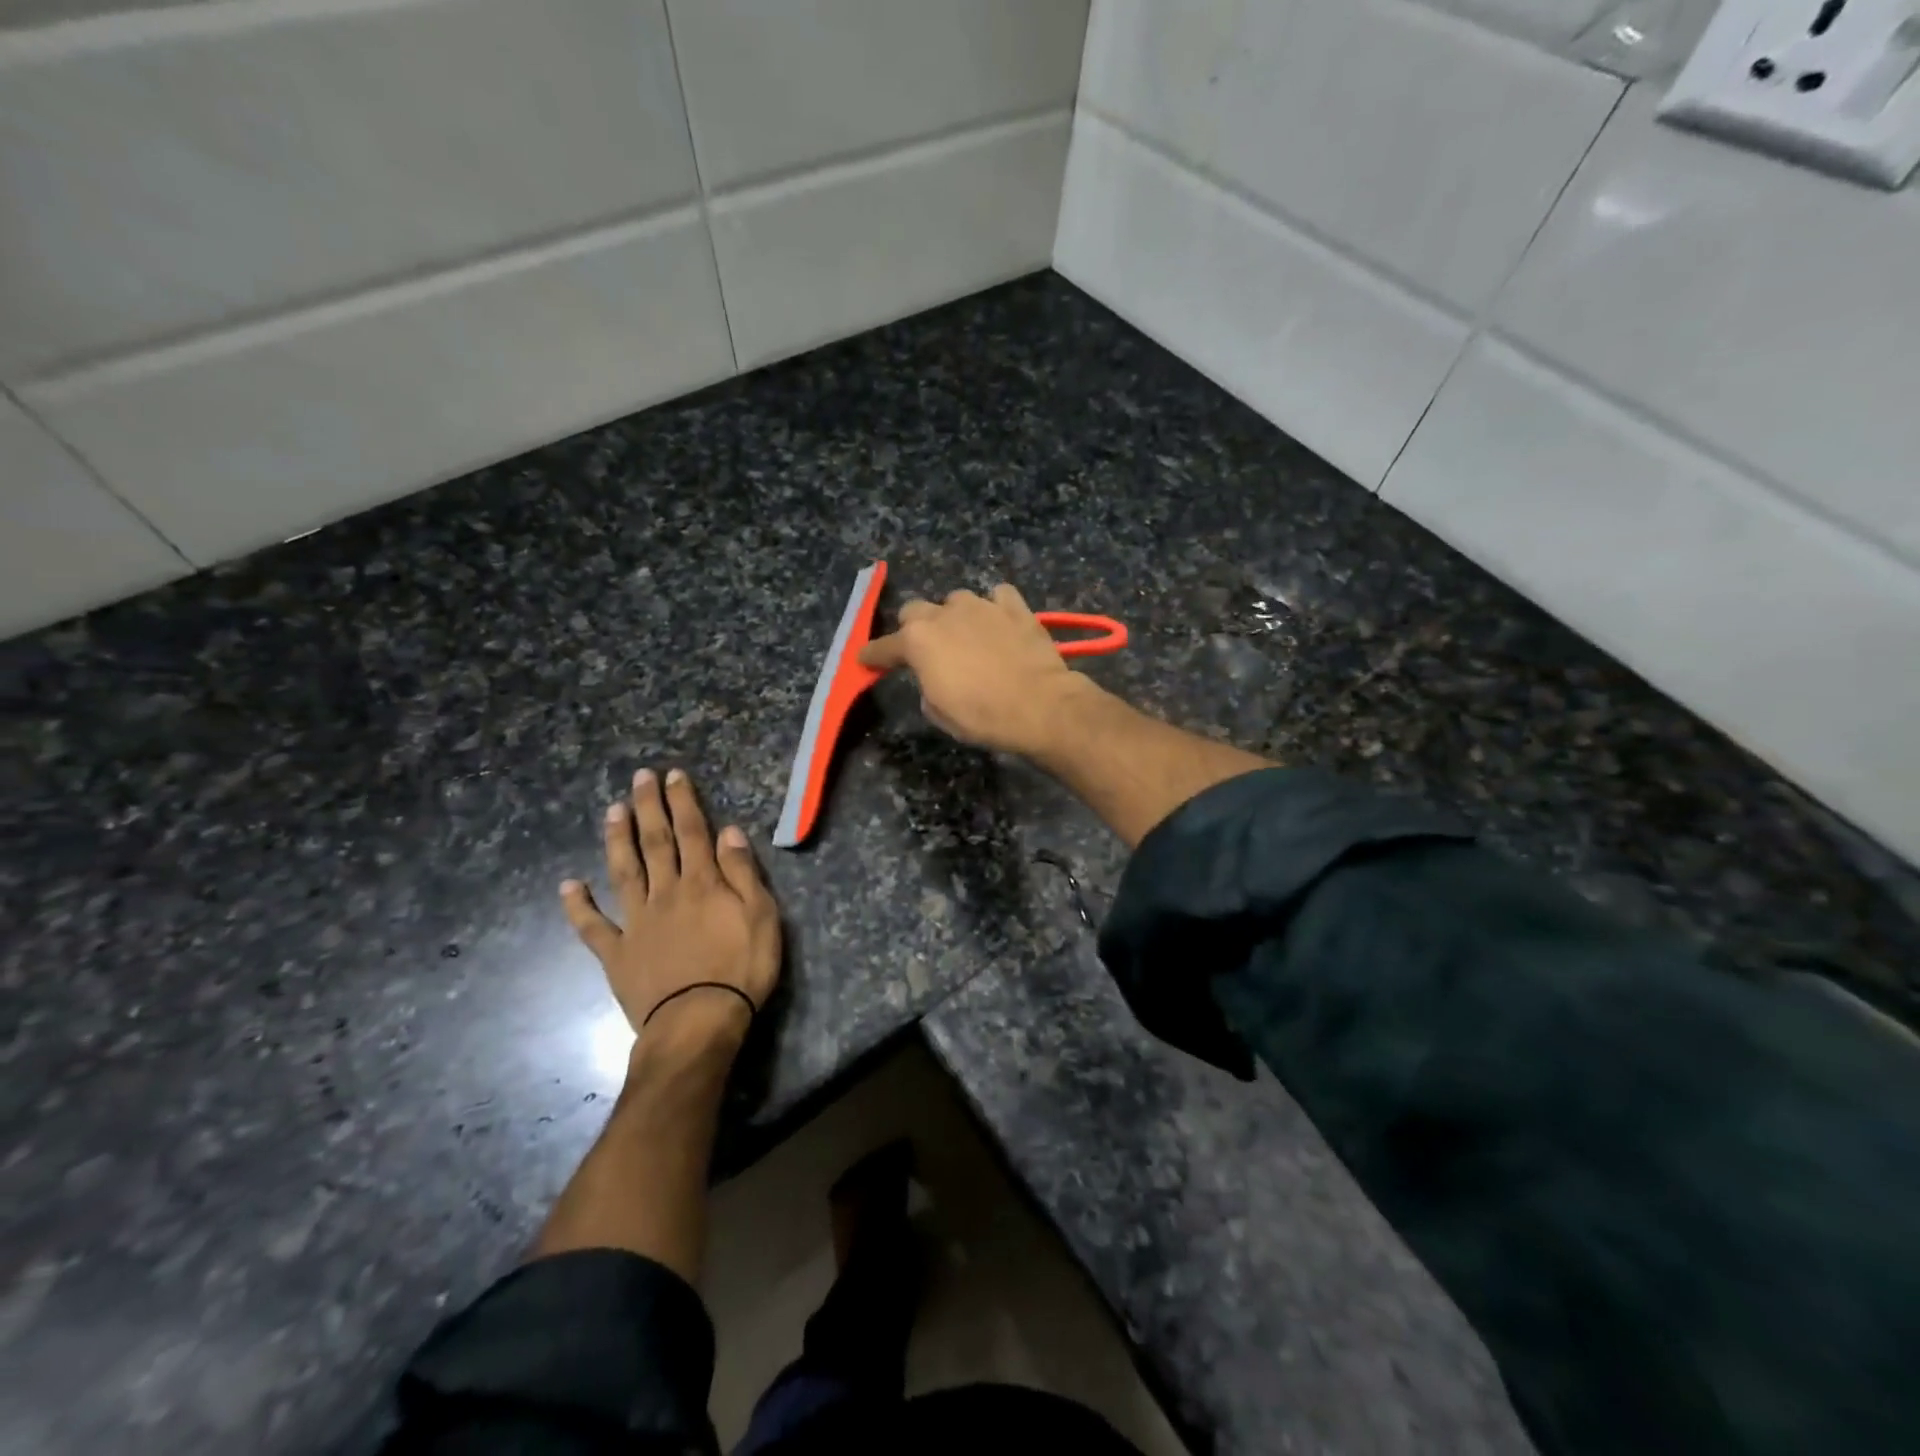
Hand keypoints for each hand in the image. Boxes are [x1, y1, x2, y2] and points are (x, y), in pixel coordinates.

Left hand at [560, 768, 780, 1049]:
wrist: (697, 1023)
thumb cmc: (741, 969)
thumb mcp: (762, 917)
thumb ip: (743, 873)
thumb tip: (729, 831)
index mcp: (702, 883)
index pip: (693, 832)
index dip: (683, 801)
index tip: (673, 775)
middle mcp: (666, 893)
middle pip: (655, 842)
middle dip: (648, 807)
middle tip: (639, 777)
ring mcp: (637, 922)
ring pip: (624, 872)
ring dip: (617, 839)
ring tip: (612, 811)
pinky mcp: (617, 953)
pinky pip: (593, 927)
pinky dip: (579, 906)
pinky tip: (568, 885)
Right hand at [859, 584, 1093, 756]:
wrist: (1040, 705)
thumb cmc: (983, 716)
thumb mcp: (940, 713)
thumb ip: (926, 686)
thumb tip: (934, 677)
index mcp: (918, 641)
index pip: (884, 646)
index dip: (873, 655)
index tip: (866, 660)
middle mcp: (944, 614)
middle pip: (915, 610)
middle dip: (914, 628)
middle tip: (925, 649)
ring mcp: (981, 605)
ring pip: (956, 600)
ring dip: (955, 616)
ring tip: (967, 636)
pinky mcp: (1015, 607)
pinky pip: (997, 596)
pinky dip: (995, 607)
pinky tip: (999, 622)